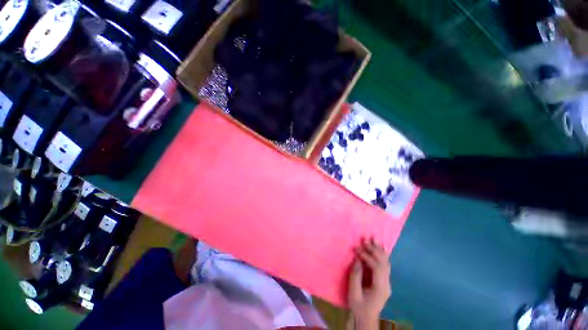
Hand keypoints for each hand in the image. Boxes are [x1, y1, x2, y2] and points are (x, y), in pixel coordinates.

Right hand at [347, 237, 390, 327]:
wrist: (366, 318)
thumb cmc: (358, 306)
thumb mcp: (354, 293)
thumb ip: (356, 276)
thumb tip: (358, 259)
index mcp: (380, 288)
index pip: (376, 267)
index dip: (367, 256)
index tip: (357, 249)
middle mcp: (386, 284)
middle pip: (383, 263)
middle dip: (374, 250)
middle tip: (365, 239)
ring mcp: (387, 282)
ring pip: (386, 263)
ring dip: (379, 250)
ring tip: (374, 239)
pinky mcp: (384, 281)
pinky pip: (385, 265)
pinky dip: (382, 255)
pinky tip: (380, 248)